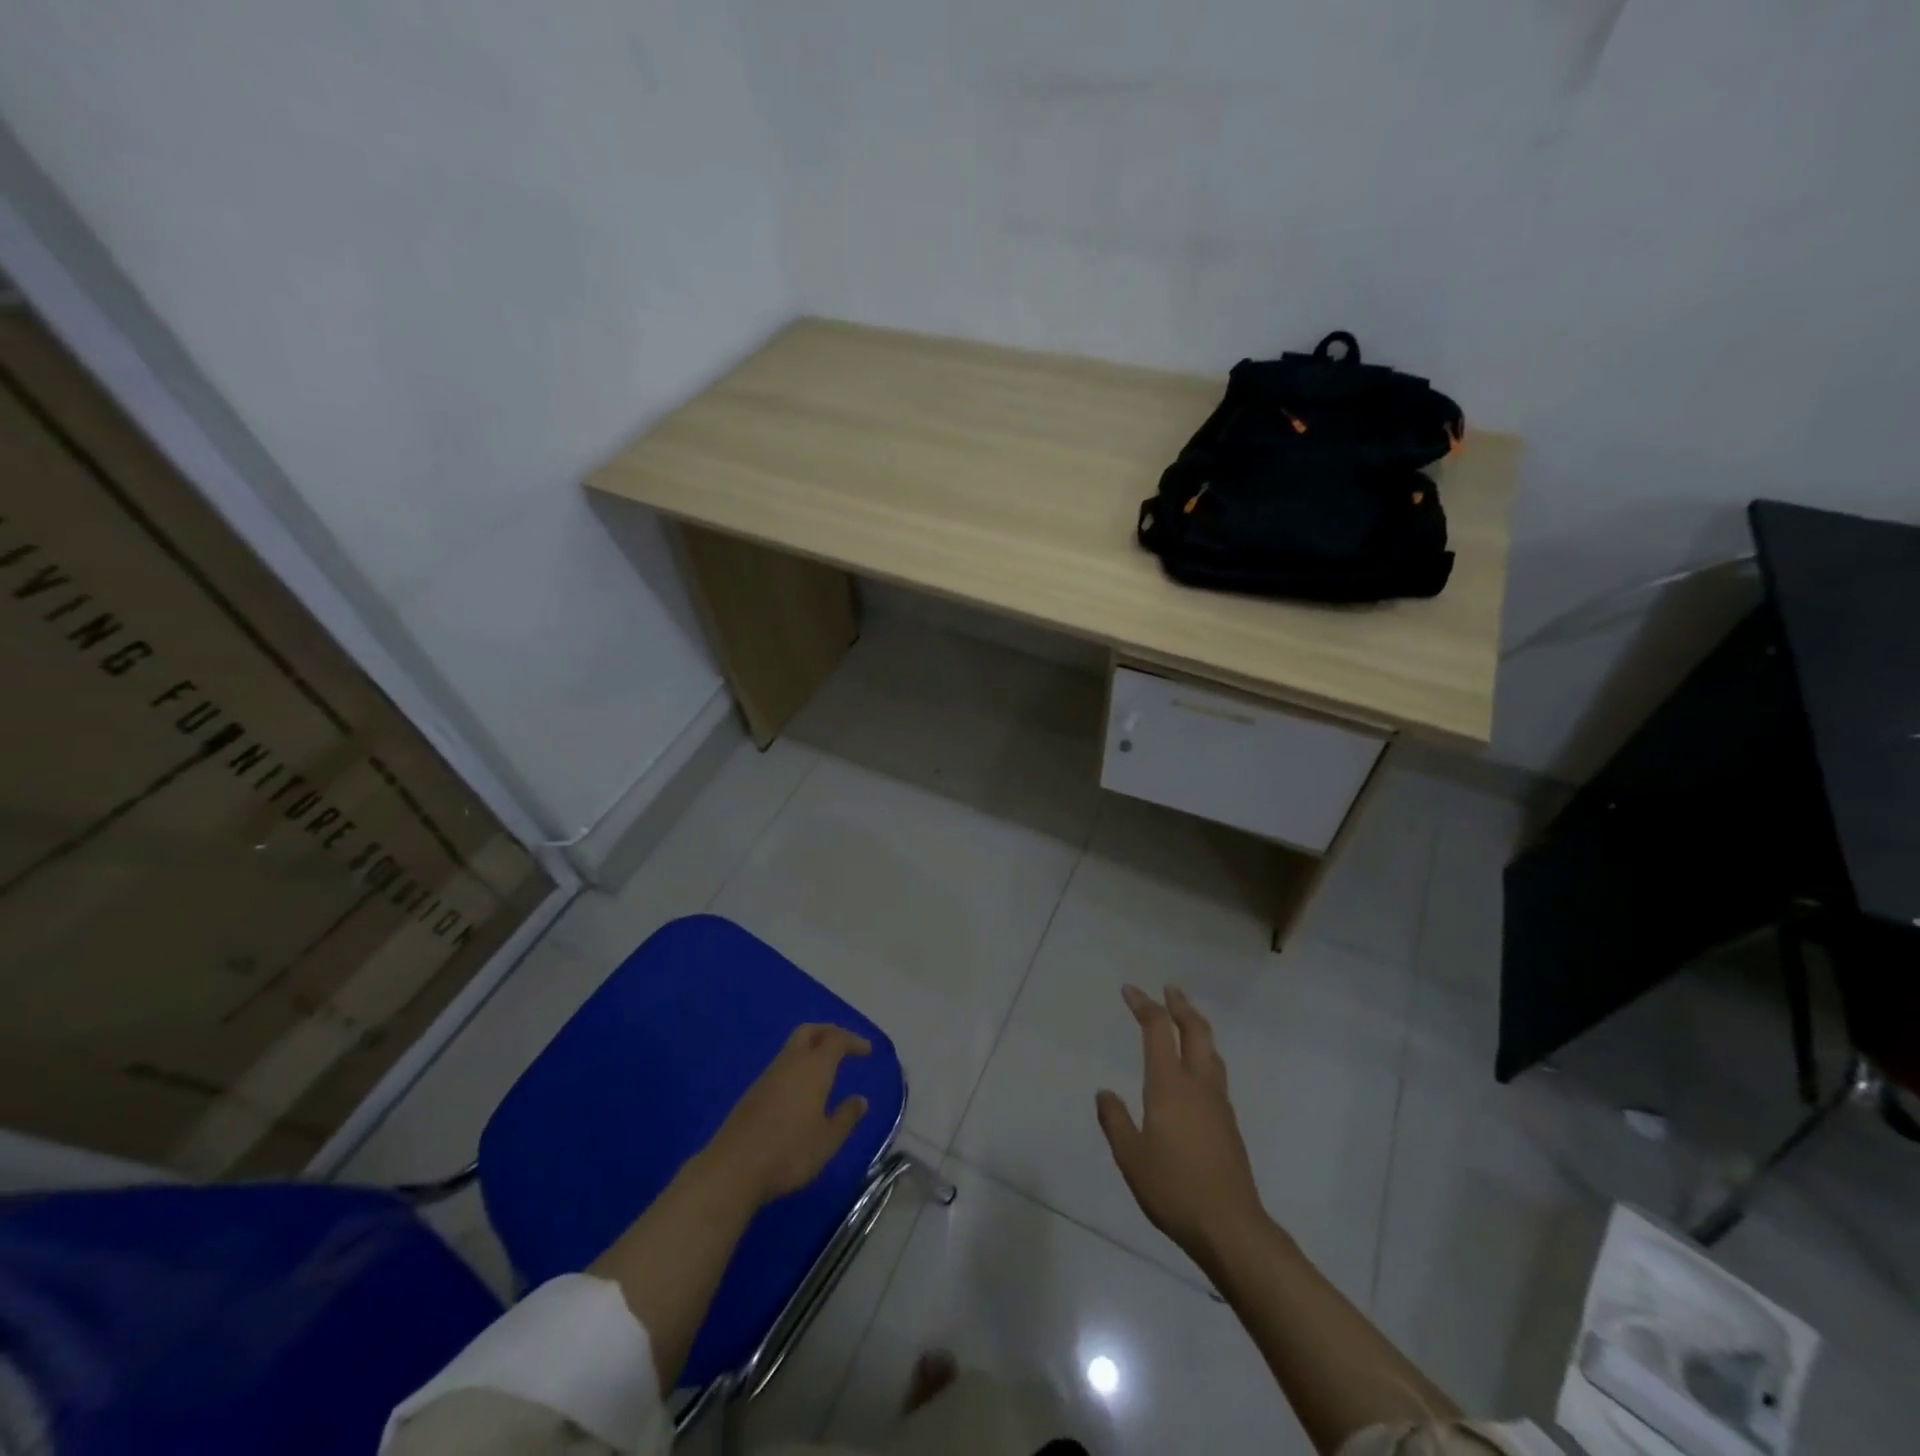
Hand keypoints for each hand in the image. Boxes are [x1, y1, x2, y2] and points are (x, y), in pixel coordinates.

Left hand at [704, 1023, 872, 1203]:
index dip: (853, 1041)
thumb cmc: (788, 1153)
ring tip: (826, 1070)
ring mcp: (768, 1076)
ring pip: (793, 1047)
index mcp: (813, 1068)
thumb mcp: (827, 1141)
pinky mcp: (753, 1092)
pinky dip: (797, 1066)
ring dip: (811, 1049)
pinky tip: (801, 1091)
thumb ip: (846, 1118)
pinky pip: (782, 1066)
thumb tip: (861, 1100)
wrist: (733, 1169)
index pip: (836, 1039)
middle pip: (810, 1031)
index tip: (867, 1051)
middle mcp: (790, 1063)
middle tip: (845, 1047)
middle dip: (829, 1033)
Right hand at [1096, 985, 1266, 1256]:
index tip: (1130, 990)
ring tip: (1186, 1021)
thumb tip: (1105, 1093)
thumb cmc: (1174, 1188)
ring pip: (1211, 1051)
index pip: (1158, 1030)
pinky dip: (1204, 1054)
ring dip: (1197, 1027)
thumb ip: (1115, 1120)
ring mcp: (1218, 1104)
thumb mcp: (1130, 1156)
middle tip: (1169, 989)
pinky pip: (1215, 1073)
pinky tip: (1197, 1070)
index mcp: (1170, 1085)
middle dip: (1181, 1006)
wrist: (1230, 1227)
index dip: (1144, 1005)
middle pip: (1195, 1031)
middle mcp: (1198, 1085)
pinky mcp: (1229, 1124)